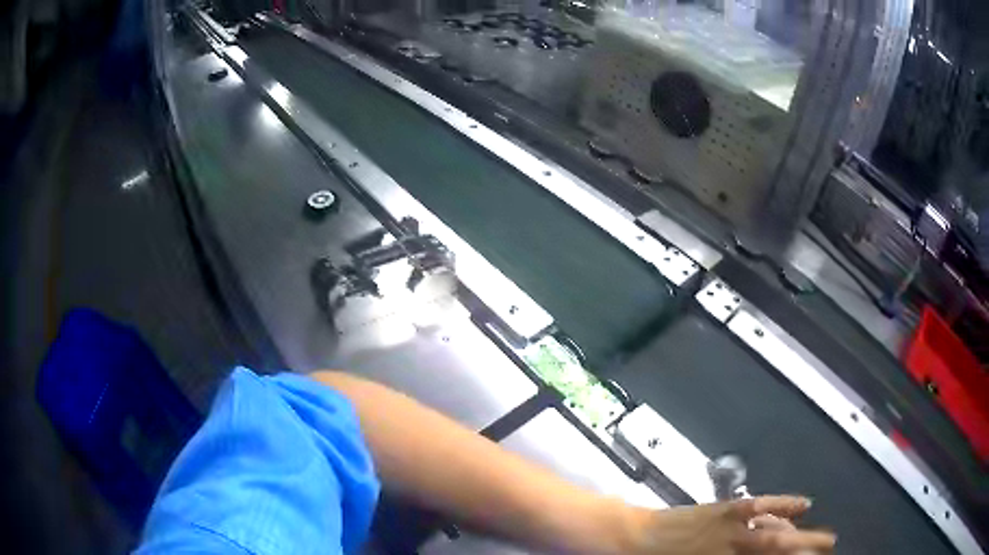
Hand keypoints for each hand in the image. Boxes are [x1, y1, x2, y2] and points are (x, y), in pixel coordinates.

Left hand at [620, 495, 835, 554]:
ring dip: (799, 536)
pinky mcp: (726, 508)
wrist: (626, 540)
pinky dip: (785, 505)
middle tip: (828, 550)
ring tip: (818, 542)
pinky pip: (763, 506)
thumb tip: (758, 554)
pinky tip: (804, 505)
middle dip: (808, 551)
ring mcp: (732, 526)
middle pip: (781, 550)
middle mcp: (735, 548)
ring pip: (776, 532)